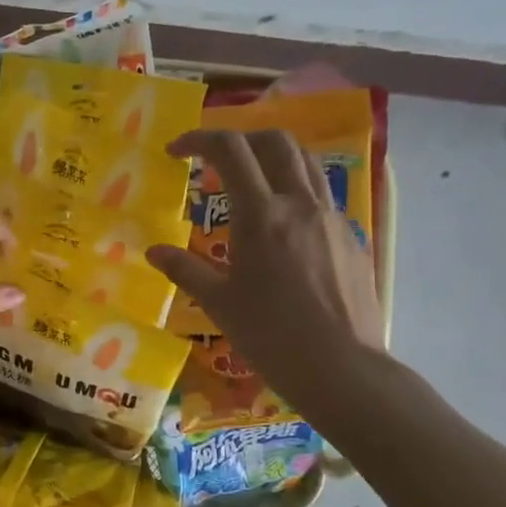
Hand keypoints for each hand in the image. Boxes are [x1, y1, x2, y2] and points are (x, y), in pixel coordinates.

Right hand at [146, 129, 385, 428]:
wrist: (342, 369)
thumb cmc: (271, 336)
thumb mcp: (219, 303)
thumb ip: (185, 269)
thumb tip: (153, 251)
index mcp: (262, 215)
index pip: (230, 150)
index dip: (198, 140)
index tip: (176, 151)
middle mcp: (300, 204)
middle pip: (275, 141)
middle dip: (240, 137)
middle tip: (215, 159)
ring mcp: (332, 218)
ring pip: (306, 162)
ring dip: (274, 157)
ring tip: (251, 180)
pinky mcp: (352, 237)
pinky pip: (323, 196)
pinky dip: (296, 190)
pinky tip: (284, 226)